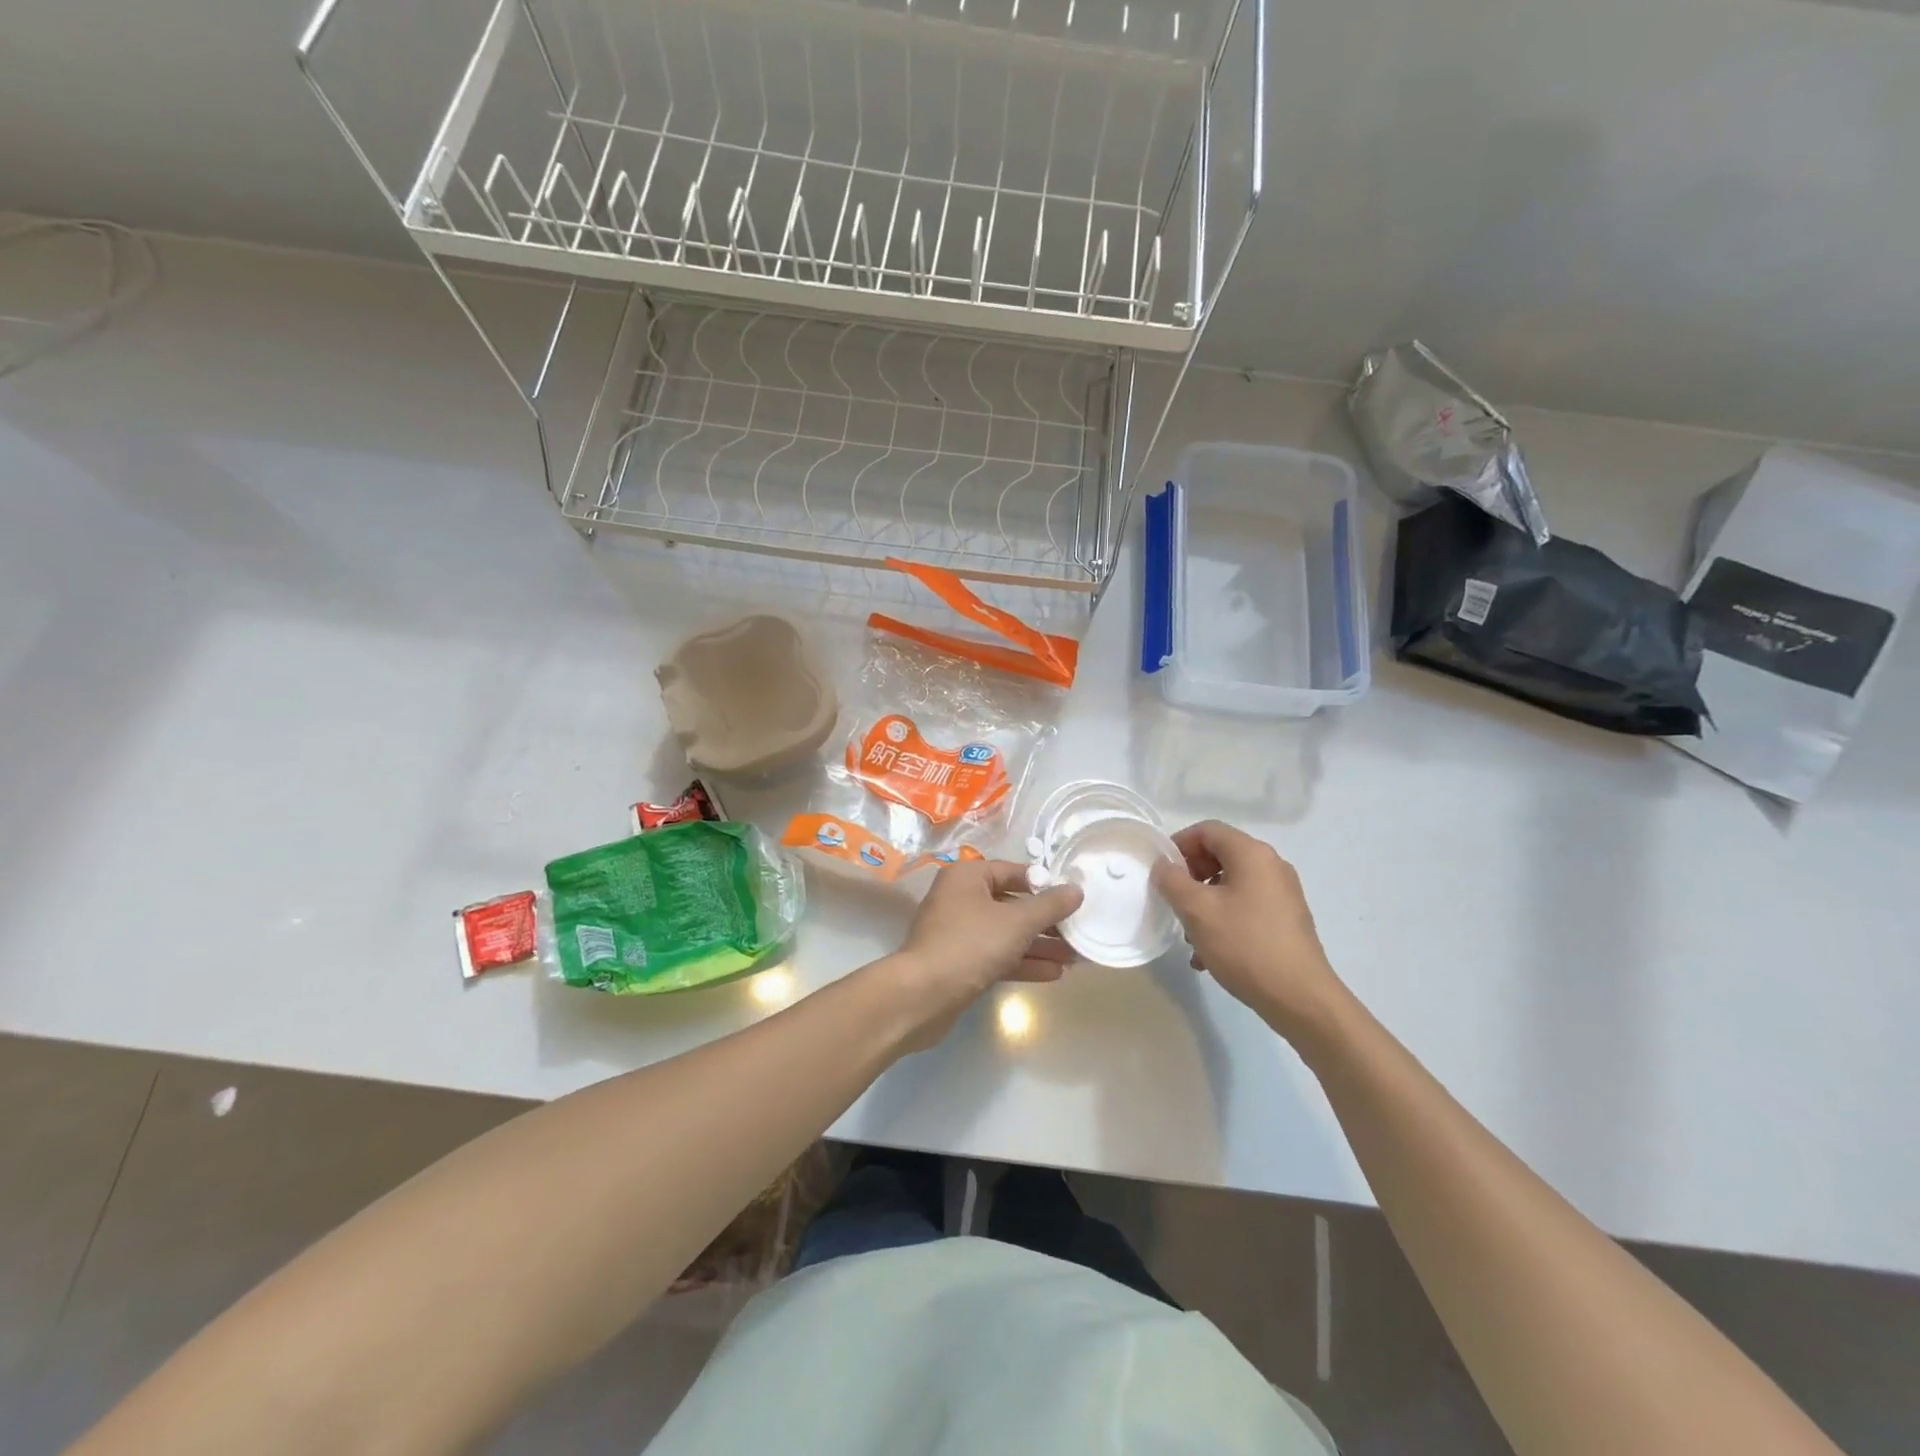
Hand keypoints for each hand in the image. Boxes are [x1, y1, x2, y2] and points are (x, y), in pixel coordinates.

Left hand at [880, 860, 1082, 1052]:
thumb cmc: (970, 944)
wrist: (923, 995)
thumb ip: (1049, 906)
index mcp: (967, 877)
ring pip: (1006, 934)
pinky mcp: (959, 963)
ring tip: (1075, 957)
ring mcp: (958, 932)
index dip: (1044, 884)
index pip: (1013, 872)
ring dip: (1039, 945)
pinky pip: (997, 956)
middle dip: (1046, 921)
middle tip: (1078, 932)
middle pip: (1011, 904)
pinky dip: (1022, 962)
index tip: (1072, 898)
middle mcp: (960, 899)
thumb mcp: (1017, 922)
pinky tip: (1054, 973)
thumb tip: (1076, 890)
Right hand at [1150, 820, 1342, 1036]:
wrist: (1300, 998)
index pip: (1207, 830)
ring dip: (1204, 903)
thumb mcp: (1197, 911)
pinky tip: (1209, 955)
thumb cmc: (1245, 945)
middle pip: (1220, 855)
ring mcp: (1282, 893)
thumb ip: (1172, 881)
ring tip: (1189, 936)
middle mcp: (1271, 866)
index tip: (1161, 872)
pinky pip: (1245, 907)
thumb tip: (1163, 866)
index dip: (1178, 844)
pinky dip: (1223, 920)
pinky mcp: (1286, 919)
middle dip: (1190, 877)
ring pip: (1231, 885)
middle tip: (1173, 902)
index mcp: (1252, 854)